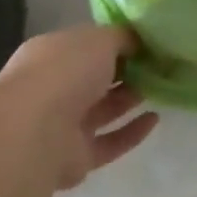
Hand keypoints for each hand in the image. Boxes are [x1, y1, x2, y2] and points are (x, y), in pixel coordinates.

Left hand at [0, 25, 157, 188]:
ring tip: (160, 88)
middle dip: (124, 72)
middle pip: (94, 79)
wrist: (35, 132)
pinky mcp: (76, 158)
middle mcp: (52, 88)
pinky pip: (109, 142)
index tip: (146, 42)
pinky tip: (155, 119)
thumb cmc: (65, 71)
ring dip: (129, 100)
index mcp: (50, 54)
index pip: (85, 45)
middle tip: (158, 66)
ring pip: (102, 110)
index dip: (115, 43)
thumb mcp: (100, 39)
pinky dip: (131, 132)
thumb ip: (122, 37)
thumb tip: (138, 40)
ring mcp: (62, 125)